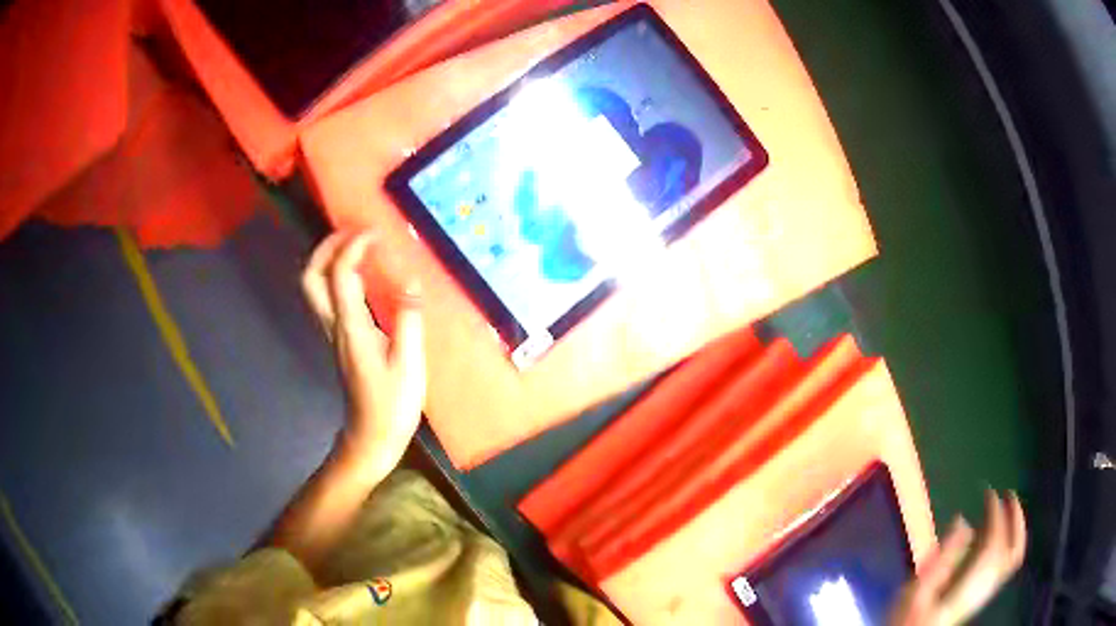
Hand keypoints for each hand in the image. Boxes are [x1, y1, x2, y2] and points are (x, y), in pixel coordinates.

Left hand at [301, 230, 425, 474]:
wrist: (370, 437)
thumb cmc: (391, 406)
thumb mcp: (408, 365)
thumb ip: (408, 321)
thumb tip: (411, 282)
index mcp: (351, 327)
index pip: (340, 274)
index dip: (353, 246)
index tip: (376, 233)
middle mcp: (334, 325)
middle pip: (311, 277)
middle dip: (326, 247)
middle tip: (352, 232)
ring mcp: (333, 332)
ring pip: (315, 286)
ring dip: (330, 259)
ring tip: (358, 246)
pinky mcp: (340, 339)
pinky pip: (329, 297)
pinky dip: (339, 276)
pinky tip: (363, 276)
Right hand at [889, 490, 1026, 625]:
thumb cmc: (910, 618)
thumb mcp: (917, 591)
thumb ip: (942, 558)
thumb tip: (964, 520)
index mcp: (968, 587)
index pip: (994, 545)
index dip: (996, 516)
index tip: (989, 493)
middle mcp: (984, 588)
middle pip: (1012, 551)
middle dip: (1015, 519)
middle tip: (1009, 495)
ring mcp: (986, 591)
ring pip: (1014, 556)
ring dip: (1016, 528)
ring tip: (1008, 507)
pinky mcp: (984, 592)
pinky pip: (1008, 562)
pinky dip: (1011, 540)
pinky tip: (1000, 532)